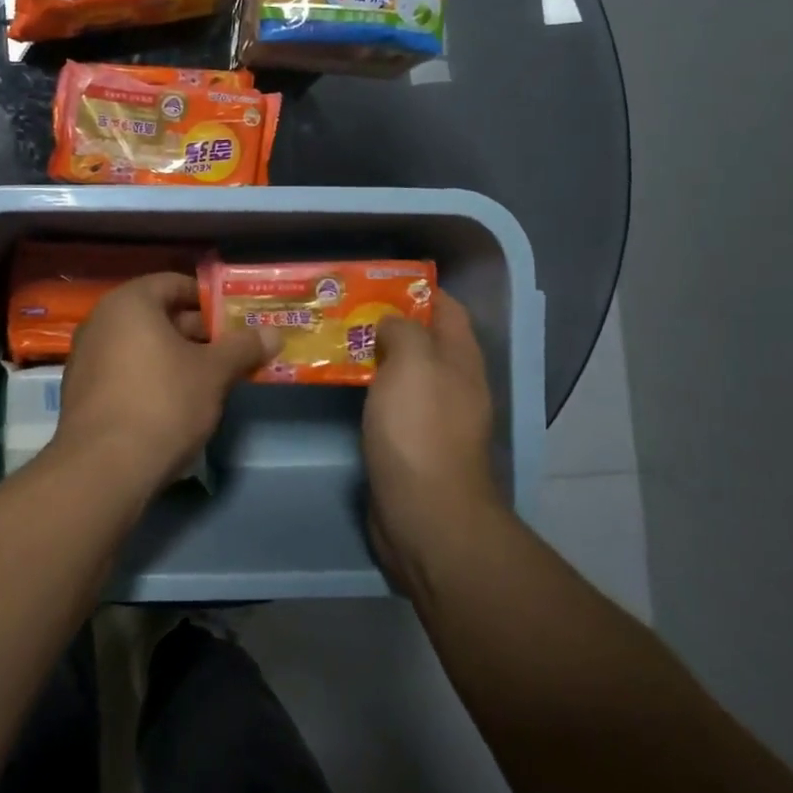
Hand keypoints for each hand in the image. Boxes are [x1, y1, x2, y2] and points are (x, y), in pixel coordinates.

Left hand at [54, 273, 278, 495]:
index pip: (174, 283)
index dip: (209, 299)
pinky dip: (151, 378)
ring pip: (141, 346)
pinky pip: (124, 372)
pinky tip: (176, 404)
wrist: (103, 468)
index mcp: (129, 303)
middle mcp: (101, 321)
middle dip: (197, 333)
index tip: (236, 319)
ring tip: (211, 379)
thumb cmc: (163, 402)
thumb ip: (243, 347)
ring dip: (176, 358)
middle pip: (157, 315)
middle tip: (232, 351)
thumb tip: (273, 332)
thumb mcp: (213, 373)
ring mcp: (86, 358)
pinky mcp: (82, 393)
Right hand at [363, 290, 501, 588]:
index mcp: (460, 360)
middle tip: (343, 308)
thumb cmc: (419, 429)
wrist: (424, 512)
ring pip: (401, 373)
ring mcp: (431, 417)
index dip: (418, 290)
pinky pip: (387, 403)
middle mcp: (451, 384)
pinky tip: (338, 383)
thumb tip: (390, 324)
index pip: (447, 309)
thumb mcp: (413, 363)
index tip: (377, 280)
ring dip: (372, 355)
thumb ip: (403, 330)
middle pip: (422, 340)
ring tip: (332, 339)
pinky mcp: (408, 444)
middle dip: (387, 321)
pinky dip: (366, 388)